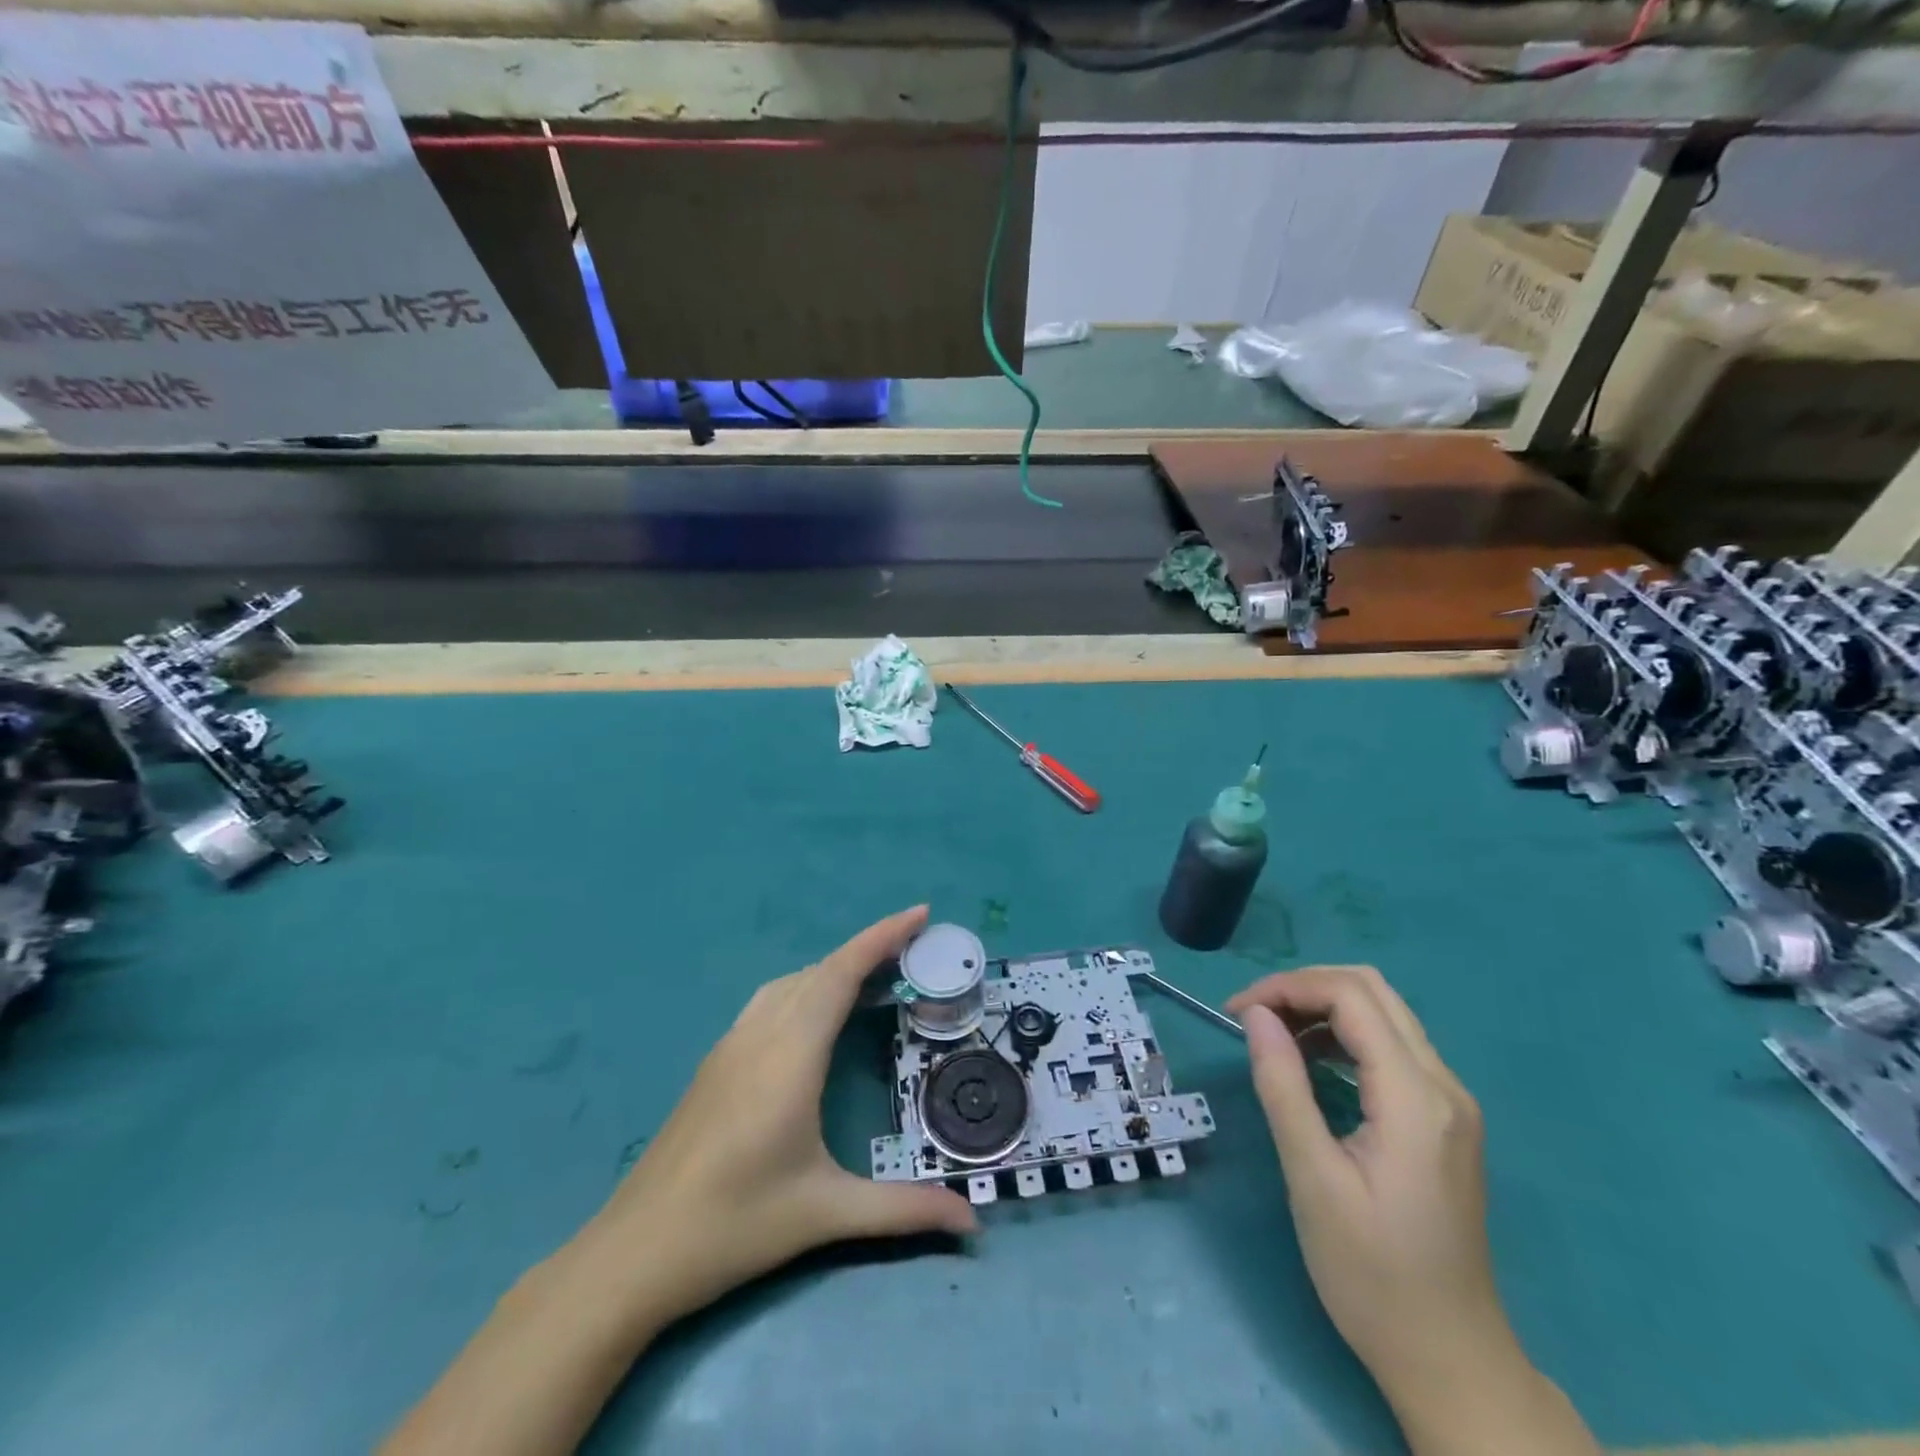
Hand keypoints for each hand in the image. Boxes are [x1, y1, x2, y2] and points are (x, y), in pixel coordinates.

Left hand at [586, 905, 977, 1327]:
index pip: (841, 973)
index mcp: (790, 1054)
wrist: (632, 1253)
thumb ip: (904, 1210)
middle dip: (869, 949)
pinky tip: (816, 1018)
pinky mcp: (715, 1063)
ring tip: (874, 978)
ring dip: (834, 969)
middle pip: (820, 969)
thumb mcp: (825, 1214)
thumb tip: (973, 1223)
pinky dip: (806, 988)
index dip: (882, 936)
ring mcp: (732, 1045)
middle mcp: (760, 1035)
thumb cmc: (733, 1225)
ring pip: (791, 982)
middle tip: (915, 952)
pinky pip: (770, 1002)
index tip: (920, 913)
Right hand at [1227, 966, 1596, 1455]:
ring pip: (1384, 1013)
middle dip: (1304, 987)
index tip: (1237, 1012)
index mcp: (1416, 1099)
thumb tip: (1255, 1015)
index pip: (1352, 997)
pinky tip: (1310, 1060)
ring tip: (1272, 1034)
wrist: (1450, 1359)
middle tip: (1253, 1016)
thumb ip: (1283, 1086)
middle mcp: (1444, 1086)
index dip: (1288, 988)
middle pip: (1372, 990)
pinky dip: (1344, 1034)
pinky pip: (1392, 1046)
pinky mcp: (1444, 1119)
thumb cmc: (1372, 1275)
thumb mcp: (1312, 1179)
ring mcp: (1451, 1102)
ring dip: (1323, 1007)